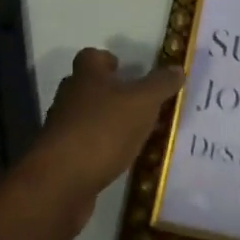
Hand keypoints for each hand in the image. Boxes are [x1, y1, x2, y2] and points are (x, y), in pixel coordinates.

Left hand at [22, 48, 182, 239]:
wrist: (61, 183)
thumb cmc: (103, 130)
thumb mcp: (142, 103)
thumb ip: (160, 84)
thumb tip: (177, 68)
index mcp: (86, 76)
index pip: (91, 56)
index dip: (107, 60)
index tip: (125, 70)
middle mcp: (69, 98)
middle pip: (87, 87)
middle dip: (109, 93)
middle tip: (137, 103)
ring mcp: (62, 130)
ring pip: (85, 118)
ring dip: (106, 123)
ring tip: (134, 134)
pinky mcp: (61, 161)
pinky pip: (84, 147)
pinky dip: (100, 150)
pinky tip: (119, 161)